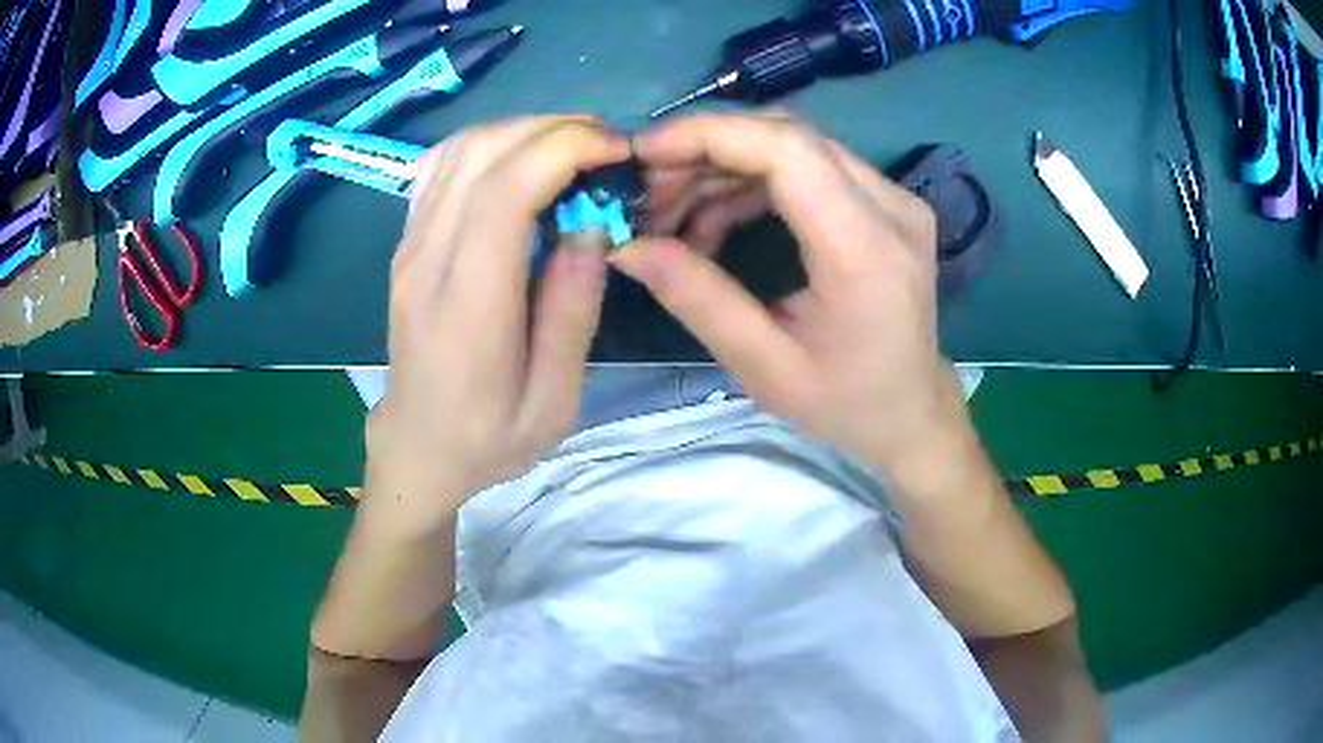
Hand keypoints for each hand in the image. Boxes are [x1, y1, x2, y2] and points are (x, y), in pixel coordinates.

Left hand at [366, 117, 630, 519]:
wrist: (419, 448)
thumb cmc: (490, 437)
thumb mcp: (554, 399)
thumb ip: (572, 309)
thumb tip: (593, 225)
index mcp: (469, 304)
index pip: (506, 189)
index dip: (565, 149)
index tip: (618, 152)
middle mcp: (428, 260)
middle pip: (483, 153)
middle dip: (554, 130)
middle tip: (607, 148)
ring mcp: (409, 246)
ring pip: (459, 149)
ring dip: (522, 131)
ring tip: (572, 151)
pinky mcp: (406, 243)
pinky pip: (440, 167)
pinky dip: (487, 145)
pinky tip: (519, 164)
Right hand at [614, 114, 966, 471]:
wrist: (912, 411)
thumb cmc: (846, 403)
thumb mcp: (764, 367)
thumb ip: (697, 299)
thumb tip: (626, 245)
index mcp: (866, 251)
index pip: (789, 150)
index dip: (710, 135)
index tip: (643, 154)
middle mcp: (891, 207)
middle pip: (788, 136)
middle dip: (705, 151)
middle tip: (648, 196)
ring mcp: (894, 199)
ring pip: (793, 145)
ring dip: (723, 168)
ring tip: (673, 217)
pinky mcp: (884, 202)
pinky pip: (808, 166)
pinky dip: (751, 182)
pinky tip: (715, 220)